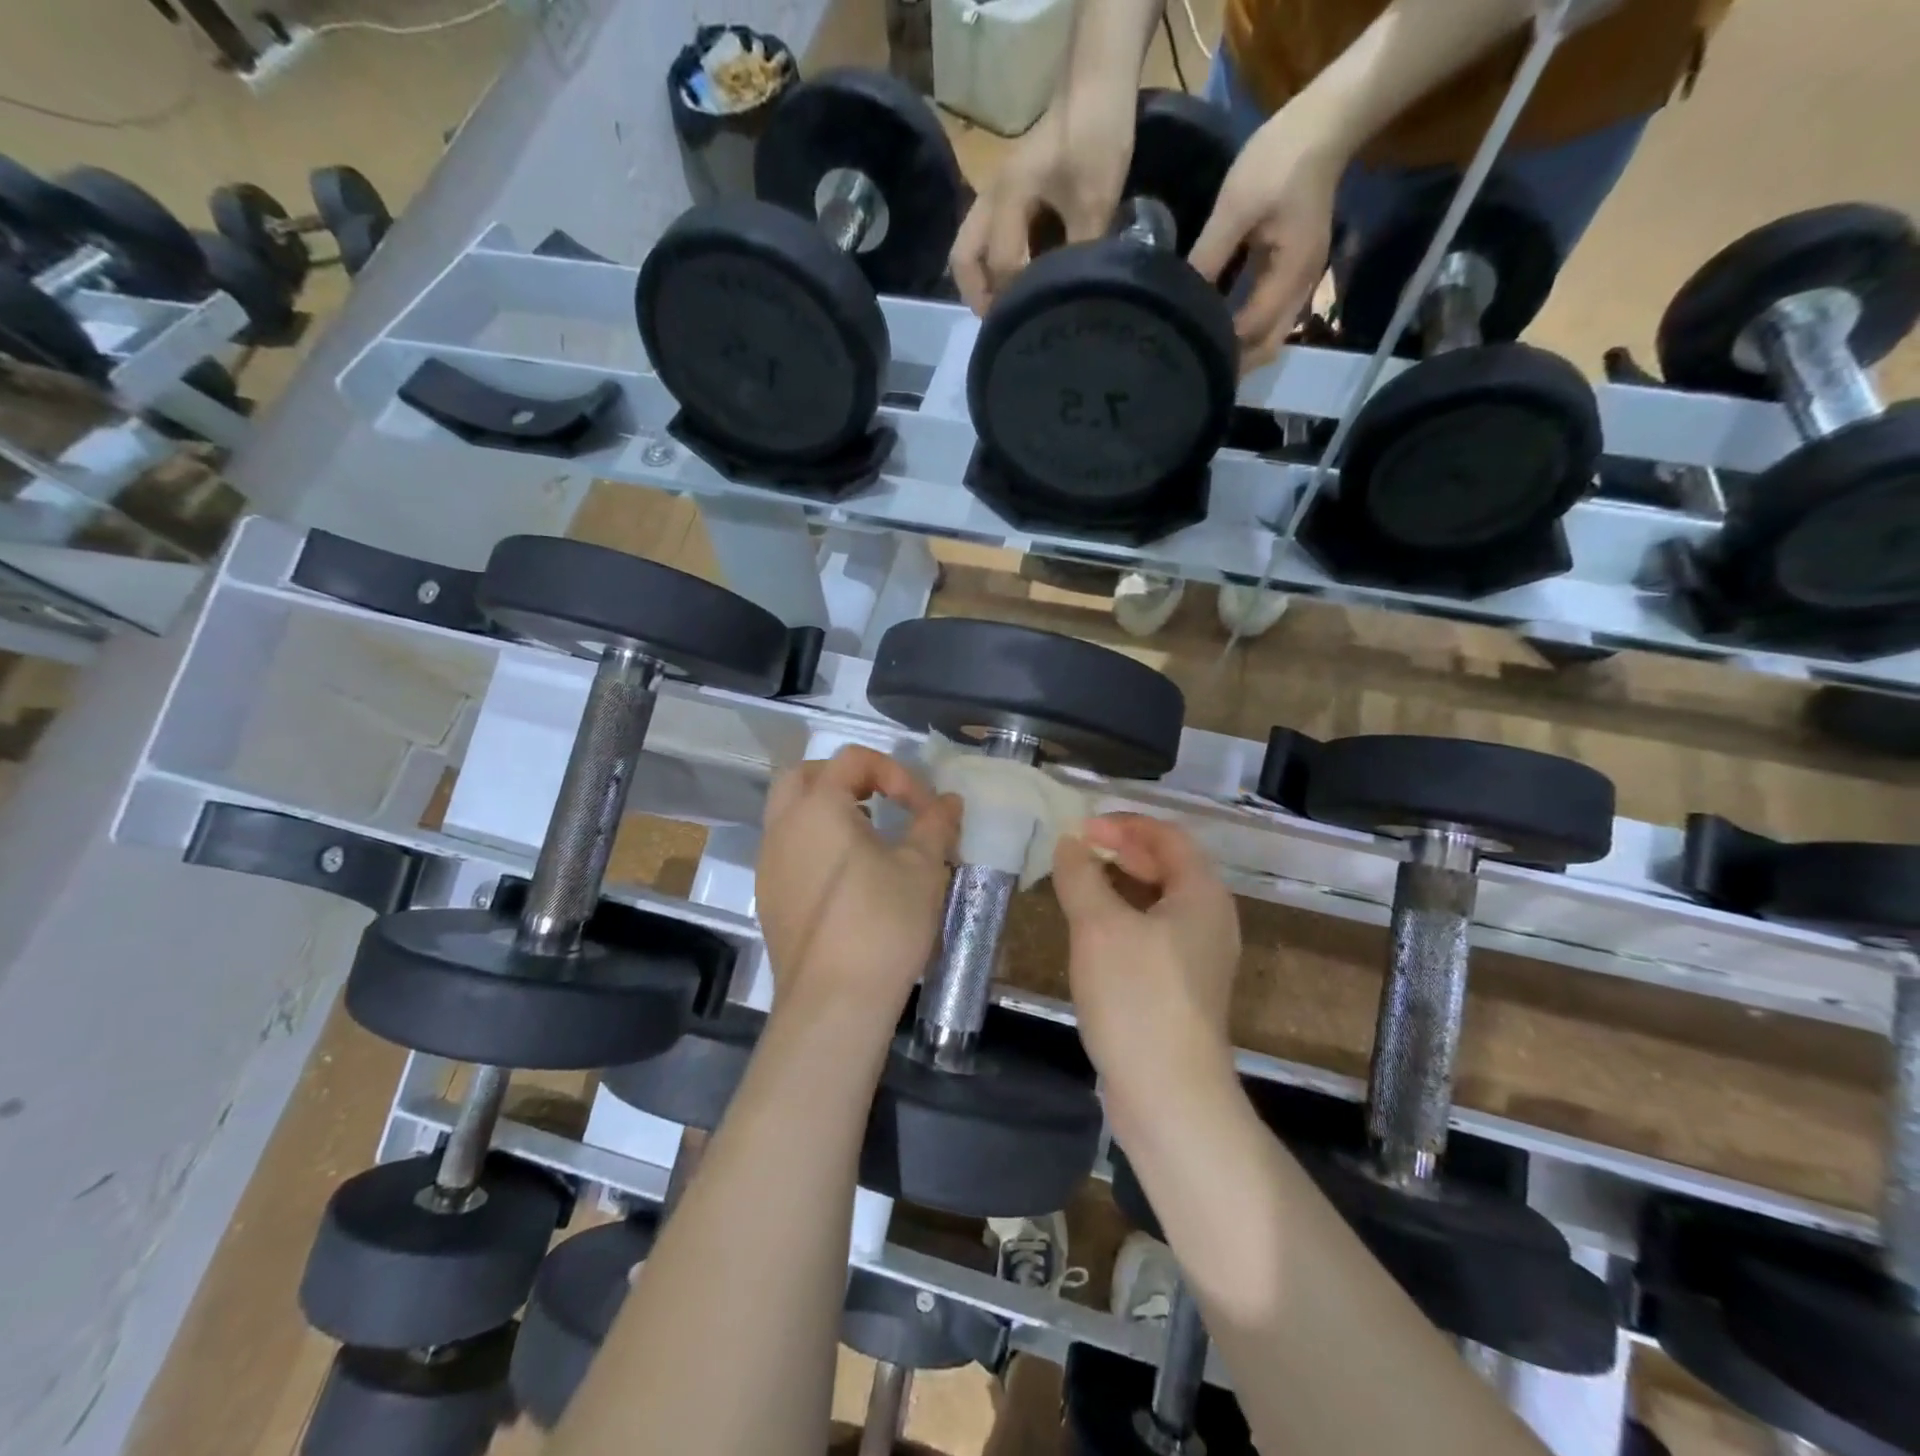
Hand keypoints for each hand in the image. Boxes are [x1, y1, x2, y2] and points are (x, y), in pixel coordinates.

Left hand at [756, 747, 959, 1025]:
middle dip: (846, 778)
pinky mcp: (769, 896)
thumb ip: (935, 824)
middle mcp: (783, 827)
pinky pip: (787, 848)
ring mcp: (769, 863)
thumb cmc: (883, 923)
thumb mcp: (922, 868)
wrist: (834, 1002)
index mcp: (818, 807)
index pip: (852, 760)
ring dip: (827, 809)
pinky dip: (814, 842)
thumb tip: (949, 801)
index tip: (923, 807)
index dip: (894, 772)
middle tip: (881, 801)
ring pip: (789, 812)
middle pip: (804, 775)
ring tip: (869, 835)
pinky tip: (848, 875)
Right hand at [950, 83, 1137, 313]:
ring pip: (969, 249)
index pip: (1001, 265)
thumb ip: (1079, 254)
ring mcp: (994, 195)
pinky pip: (986, 239)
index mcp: (1007, 200)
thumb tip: (1075, 300)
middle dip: (978, 296)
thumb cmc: (1094, 138)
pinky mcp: (1006, 195)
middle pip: (963, 260)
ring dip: (982, 282)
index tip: (1034, 322)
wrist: (1096, 86)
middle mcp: (989, 200)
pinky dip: (993, 265)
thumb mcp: (1095, 203)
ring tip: (1006, 309)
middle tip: (1002, 324)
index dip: (1016, 298)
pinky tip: (1016, 282)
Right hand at [1051, 814, 1241, 1104]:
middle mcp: (1210, 919)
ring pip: (1158, 901)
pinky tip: (1092, 931)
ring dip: (1120, 884)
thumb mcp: (1099, 927)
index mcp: (1202, 895)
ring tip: (1079, 883)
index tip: (1081, 828)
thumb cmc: (1137, 997)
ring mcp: (1199, 957)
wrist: (1169, 1096)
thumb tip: (1070, 843)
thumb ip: (1081, 876)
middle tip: (1077, 850)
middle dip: (1122, 850)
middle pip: (1167, 866)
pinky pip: (1153, 933)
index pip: (1167, 836)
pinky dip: (1124, 917)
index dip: (1124, 824)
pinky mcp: (1182, 987)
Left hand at [1188, 108, 1346, 371]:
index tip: (1188, 357)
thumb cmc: (1280, 159)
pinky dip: (1248, 330)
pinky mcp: (1294, 270)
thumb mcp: (1235, 208)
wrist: (1326, 120)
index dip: (1223, 347)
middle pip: (1268, 345)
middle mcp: (1301, 286)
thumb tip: (1177, 298)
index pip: (1253, 329)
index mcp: (1290, 274)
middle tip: (1195, 373)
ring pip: (1271, 335)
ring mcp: (1301, 280)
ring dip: (1242, 351)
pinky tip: (1221, 330)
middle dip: (1236, 364)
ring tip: (1205, 359)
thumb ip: (1208, 257)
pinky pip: (1271, 315)